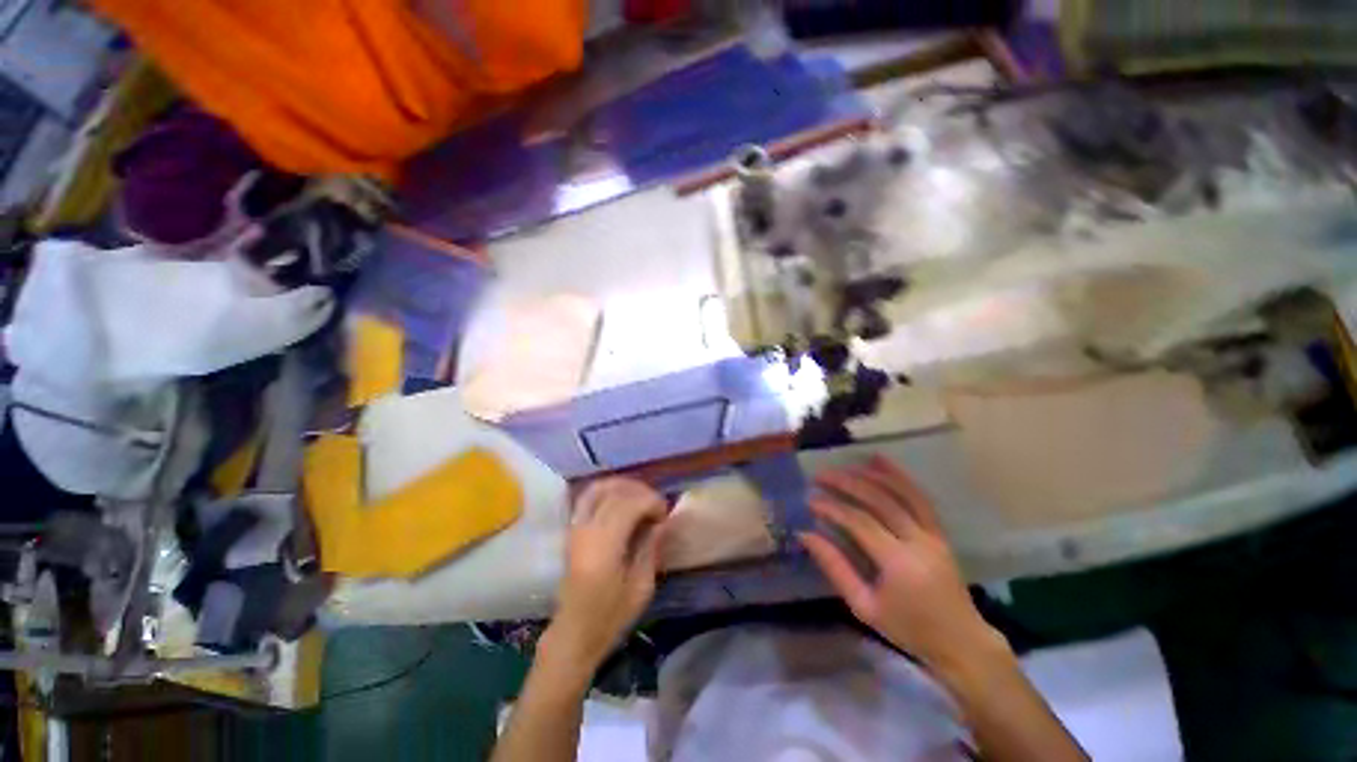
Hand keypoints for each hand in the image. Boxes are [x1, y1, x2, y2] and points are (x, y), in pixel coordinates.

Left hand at [545, 478, 667, 673]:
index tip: (664, 513)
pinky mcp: (572, 530)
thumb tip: (662, 522)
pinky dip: (606, 490)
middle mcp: (587, 530)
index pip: (629, 505)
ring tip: (640, 496)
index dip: (651, 501)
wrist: (573, 632)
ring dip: (622, 486)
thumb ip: (651, 548)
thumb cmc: (610, 616)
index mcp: (604, 547)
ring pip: (598, 488)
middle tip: (656, 505)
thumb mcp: (641, 588)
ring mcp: (575, 528)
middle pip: (614, 493)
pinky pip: (587, 497)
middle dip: (640, 492)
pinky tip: (621, 499)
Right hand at [800, 455, 1005, 676]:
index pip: (860, 523)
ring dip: (871, 474)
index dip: (833, 507)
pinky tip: (880, 460)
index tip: (810, 500)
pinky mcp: (939, 531)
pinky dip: (899, 476)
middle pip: (880, 500)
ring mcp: (933, 533)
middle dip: (847, 483)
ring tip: (845, 465)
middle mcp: (918, 541)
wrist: (961, 642)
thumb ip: (835, 568)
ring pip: (902, 492)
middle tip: (821, 476)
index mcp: (899, 564)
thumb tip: (806, 534)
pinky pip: (919, 496)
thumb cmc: (908, 629)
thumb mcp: (864, 606)